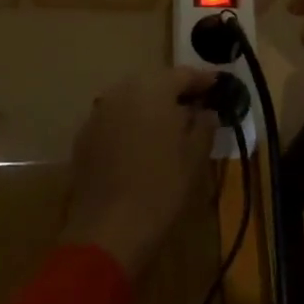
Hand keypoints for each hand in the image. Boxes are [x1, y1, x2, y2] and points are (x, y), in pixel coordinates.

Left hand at [59, 66, 220, 275]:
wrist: (109, 229)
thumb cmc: (162, 186)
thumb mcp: (195, 155)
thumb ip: (204, 124)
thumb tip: (206, 111)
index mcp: (153, 89)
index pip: (184, 74)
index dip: (204, 80)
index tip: (218, 86)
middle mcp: (122, 92)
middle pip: (155, 83)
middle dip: (175, 92)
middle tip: (195, 107)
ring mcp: (99, 113)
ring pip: (132, 100)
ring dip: (151, 107)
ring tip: (169, 126)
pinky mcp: (84, 137)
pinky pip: (115, 119)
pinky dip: (130, 124)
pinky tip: (141, 145)